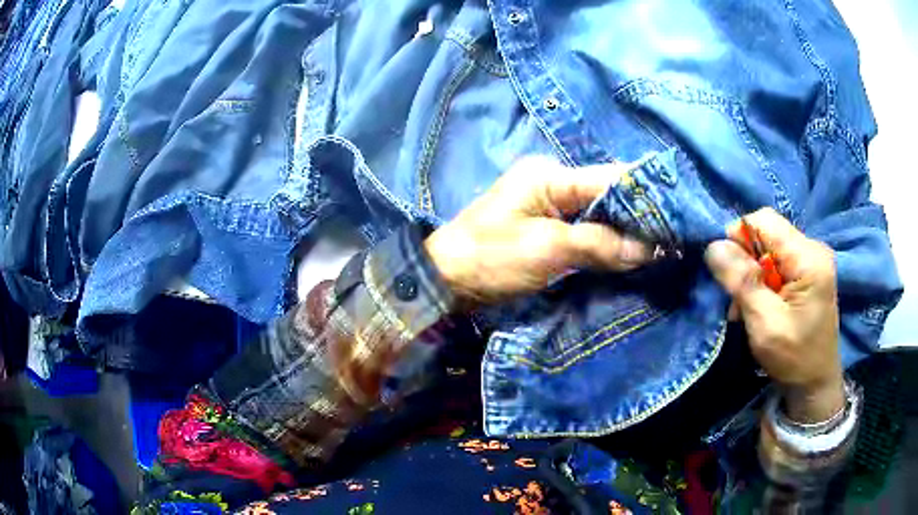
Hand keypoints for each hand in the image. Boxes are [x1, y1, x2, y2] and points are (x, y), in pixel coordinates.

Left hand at [424, 156, 651, 307]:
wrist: (444, 280)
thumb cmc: (490, 259)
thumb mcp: (547, 250)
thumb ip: (600, 245)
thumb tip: (649, 249)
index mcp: (550, 175)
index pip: (611, 178)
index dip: (646, 197)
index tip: (677, 218)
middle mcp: (553, 181)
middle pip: (608, 194)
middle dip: (639, 215)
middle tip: (672, 238)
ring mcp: (549, 203)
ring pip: (600, 212)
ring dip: (626, 229)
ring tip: (660, 246)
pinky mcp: (547, 226)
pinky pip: (586, 228)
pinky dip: (607, 240)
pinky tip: (629, 252)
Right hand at [704, 208, 844, 422]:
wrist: (816, 385)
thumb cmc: (794, 358)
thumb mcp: (765, 324)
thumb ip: (742, 282)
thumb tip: (713, 246)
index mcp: (809, 257)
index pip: (765, 220)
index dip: (739, 236)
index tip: (726, 270)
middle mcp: (813, 249)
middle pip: (767, 235)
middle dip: (746, 263)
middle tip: (737, 301)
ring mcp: (813, 261)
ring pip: (770, 251)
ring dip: (752, 277)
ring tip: (747, 310)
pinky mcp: (809, 274)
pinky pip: (778, 264)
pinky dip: (763, 283)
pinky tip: (760, 307)